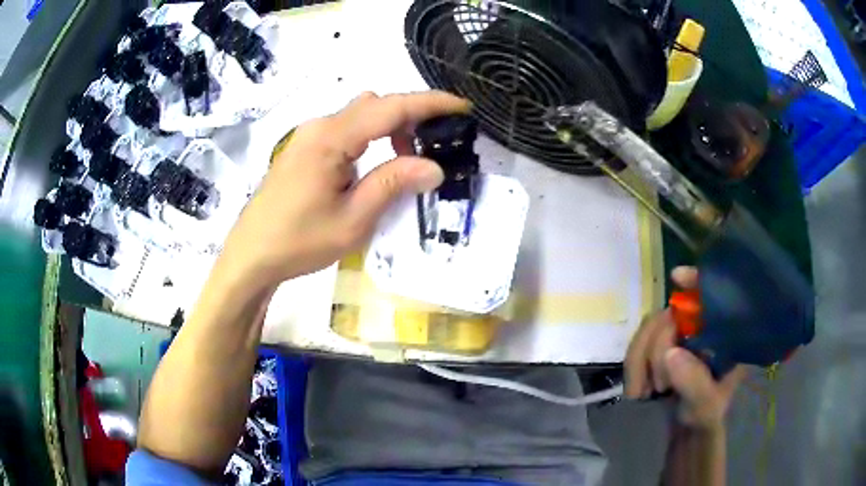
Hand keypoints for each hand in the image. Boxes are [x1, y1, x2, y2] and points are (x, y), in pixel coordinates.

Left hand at [219, 91, 470, 286]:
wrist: (251, 255)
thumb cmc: (299, 241)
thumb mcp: (353, 219)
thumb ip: (393, 184)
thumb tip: (434, 167)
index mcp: (331, 138)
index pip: (390, 107)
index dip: (429, 103)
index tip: (461, 107)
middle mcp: (319, 126)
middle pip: (375, 105)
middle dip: (410, 118)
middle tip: (431, 150)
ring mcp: (308, 136)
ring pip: (360, 115)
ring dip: (389, 129)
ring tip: (404, 164)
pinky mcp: (304, 148)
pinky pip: (345, 130)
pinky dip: (369, 138)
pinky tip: (373, 167)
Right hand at [625, 266, 745, 431]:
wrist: (688, 431)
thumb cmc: (707, 415)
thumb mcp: (707, 405)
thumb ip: (695, 382)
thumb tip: (671, 353)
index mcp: (722, 334)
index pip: (714, 295)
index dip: (697, 281)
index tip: (677, 278)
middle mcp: (701, 329)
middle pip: (671, 314)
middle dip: (657, 347)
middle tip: (657, 386)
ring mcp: (678, 339)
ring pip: (649, 329)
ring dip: (640, 360)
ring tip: (643, 392)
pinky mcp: (659, 350)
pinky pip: (638, 345)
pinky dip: (633, 365)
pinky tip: (636, 389)